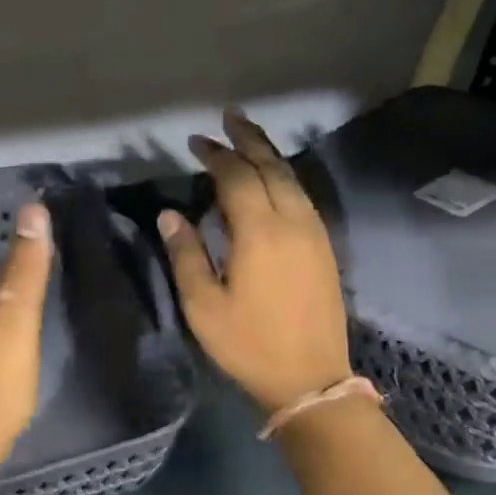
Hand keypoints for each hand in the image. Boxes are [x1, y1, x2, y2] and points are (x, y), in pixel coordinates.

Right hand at [157, 109, 352, 414]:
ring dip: (270, 154)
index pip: (237, 177)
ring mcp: (314, 233)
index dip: (216, 154)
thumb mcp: (204, 306)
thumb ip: (186, 255)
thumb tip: (170, 214)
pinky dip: (284, 178)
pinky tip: (273, 180)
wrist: (310, 377)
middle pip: (271, 167)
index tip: (196, 141)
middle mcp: (292, 221)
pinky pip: (303, 197)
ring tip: (250, 137)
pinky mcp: (324, 247)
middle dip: (248, 139)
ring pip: (292, 179)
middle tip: (229, 117)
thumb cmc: (249, 344)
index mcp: (260, 231)